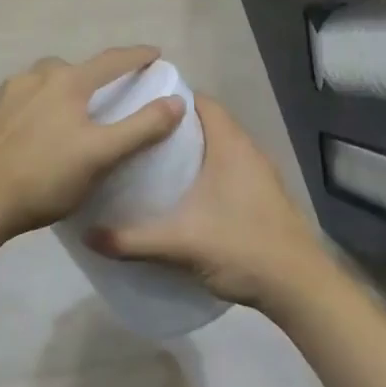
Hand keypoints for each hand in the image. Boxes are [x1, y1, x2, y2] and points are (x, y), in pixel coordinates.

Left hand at [0, 47, 184, 240]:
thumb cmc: (44, 176)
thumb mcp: (100, 155)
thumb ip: (141, 128)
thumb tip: (176, 102)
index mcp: (67, 81)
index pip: (111, 61)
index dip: (136, 57)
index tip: (155, 54)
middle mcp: (36, 77)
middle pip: (75, 68)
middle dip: (96, 75)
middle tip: (111, 94)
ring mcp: (8, 95)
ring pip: (46, 82)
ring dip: (66, 90)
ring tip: (75, 115)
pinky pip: (27, 100)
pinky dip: (43, 106)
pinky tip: (42, 132)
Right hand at [88, 94, 331, 309]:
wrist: (298, 287)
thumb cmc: (242, 247)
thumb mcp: (179, 243)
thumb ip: (131, 239)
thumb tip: (87, 235)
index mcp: (231, 145)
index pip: (200, 102)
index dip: (169, 99)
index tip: (136, 106)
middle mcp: (248, 152)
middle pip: (206, 125)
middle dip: (171, 129)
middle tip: (133, 138)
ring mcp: (259, 176)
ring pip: (217, 151)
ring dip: (188, 154)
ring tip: (150, 165)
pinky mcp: (262, 199)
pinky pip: (226, 172)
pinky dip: (203, 175)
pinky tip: (181, 197)